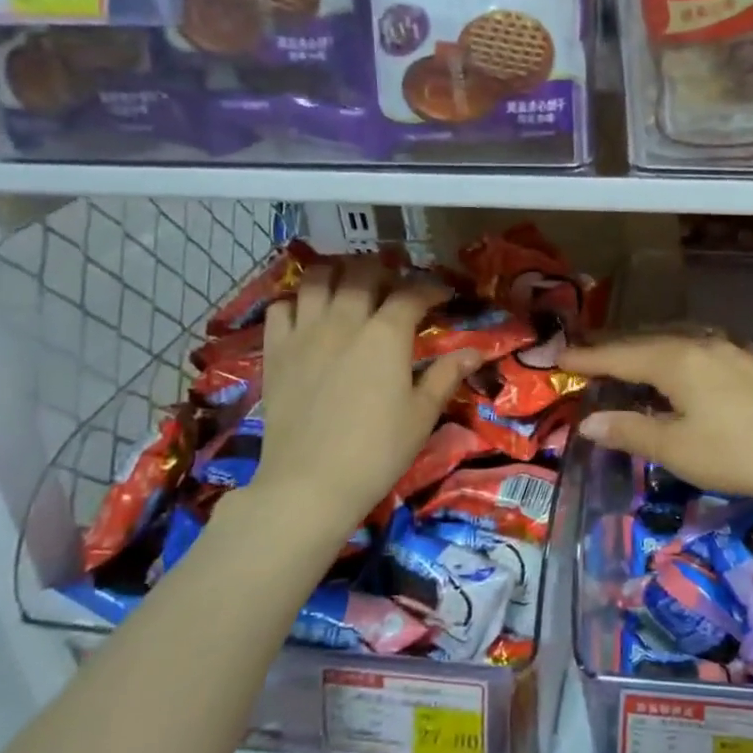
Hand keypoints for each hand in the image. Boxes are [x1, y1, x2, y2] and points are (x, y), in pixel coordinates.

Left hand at [244, 257, 478, 531]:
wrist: (310, 483)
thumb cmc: (378, 449)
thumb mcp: (422, 413)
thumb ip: (447, 374)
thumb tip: (477, 351)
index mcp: (386, 334)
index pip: (411, 294)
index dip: (430, 289)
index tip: (442, 295)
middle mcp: (344, 320)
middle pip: (362, 273)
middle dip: (383, 269)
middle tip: (395, 282)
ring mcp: (304, 332)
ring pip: (317, 279)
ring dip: (337, 273)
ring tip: (349, 282)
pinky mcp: (275, 351)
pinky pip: (280, 307)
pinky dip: (296, 300)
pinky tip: (308, 312)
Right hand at [560, 334, 752, 513]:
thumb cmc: (739, 453)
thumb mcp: (677, 449)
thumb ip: (630, 431)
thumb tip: (588, 422)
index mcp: (675, 359)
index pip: (619, 355)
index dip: (588, 357)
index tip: (559, 357)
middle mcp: (700, 342)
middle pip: (645, 339)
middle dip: (613, 347)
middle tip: (585, 353)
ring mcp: (730, 347)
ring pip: (675, 339)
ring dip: (645, 347)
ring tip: (626, 356)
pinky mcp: (751, 360)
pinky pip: (700, 346)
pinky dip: (676, 352)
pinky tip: (680, 364)